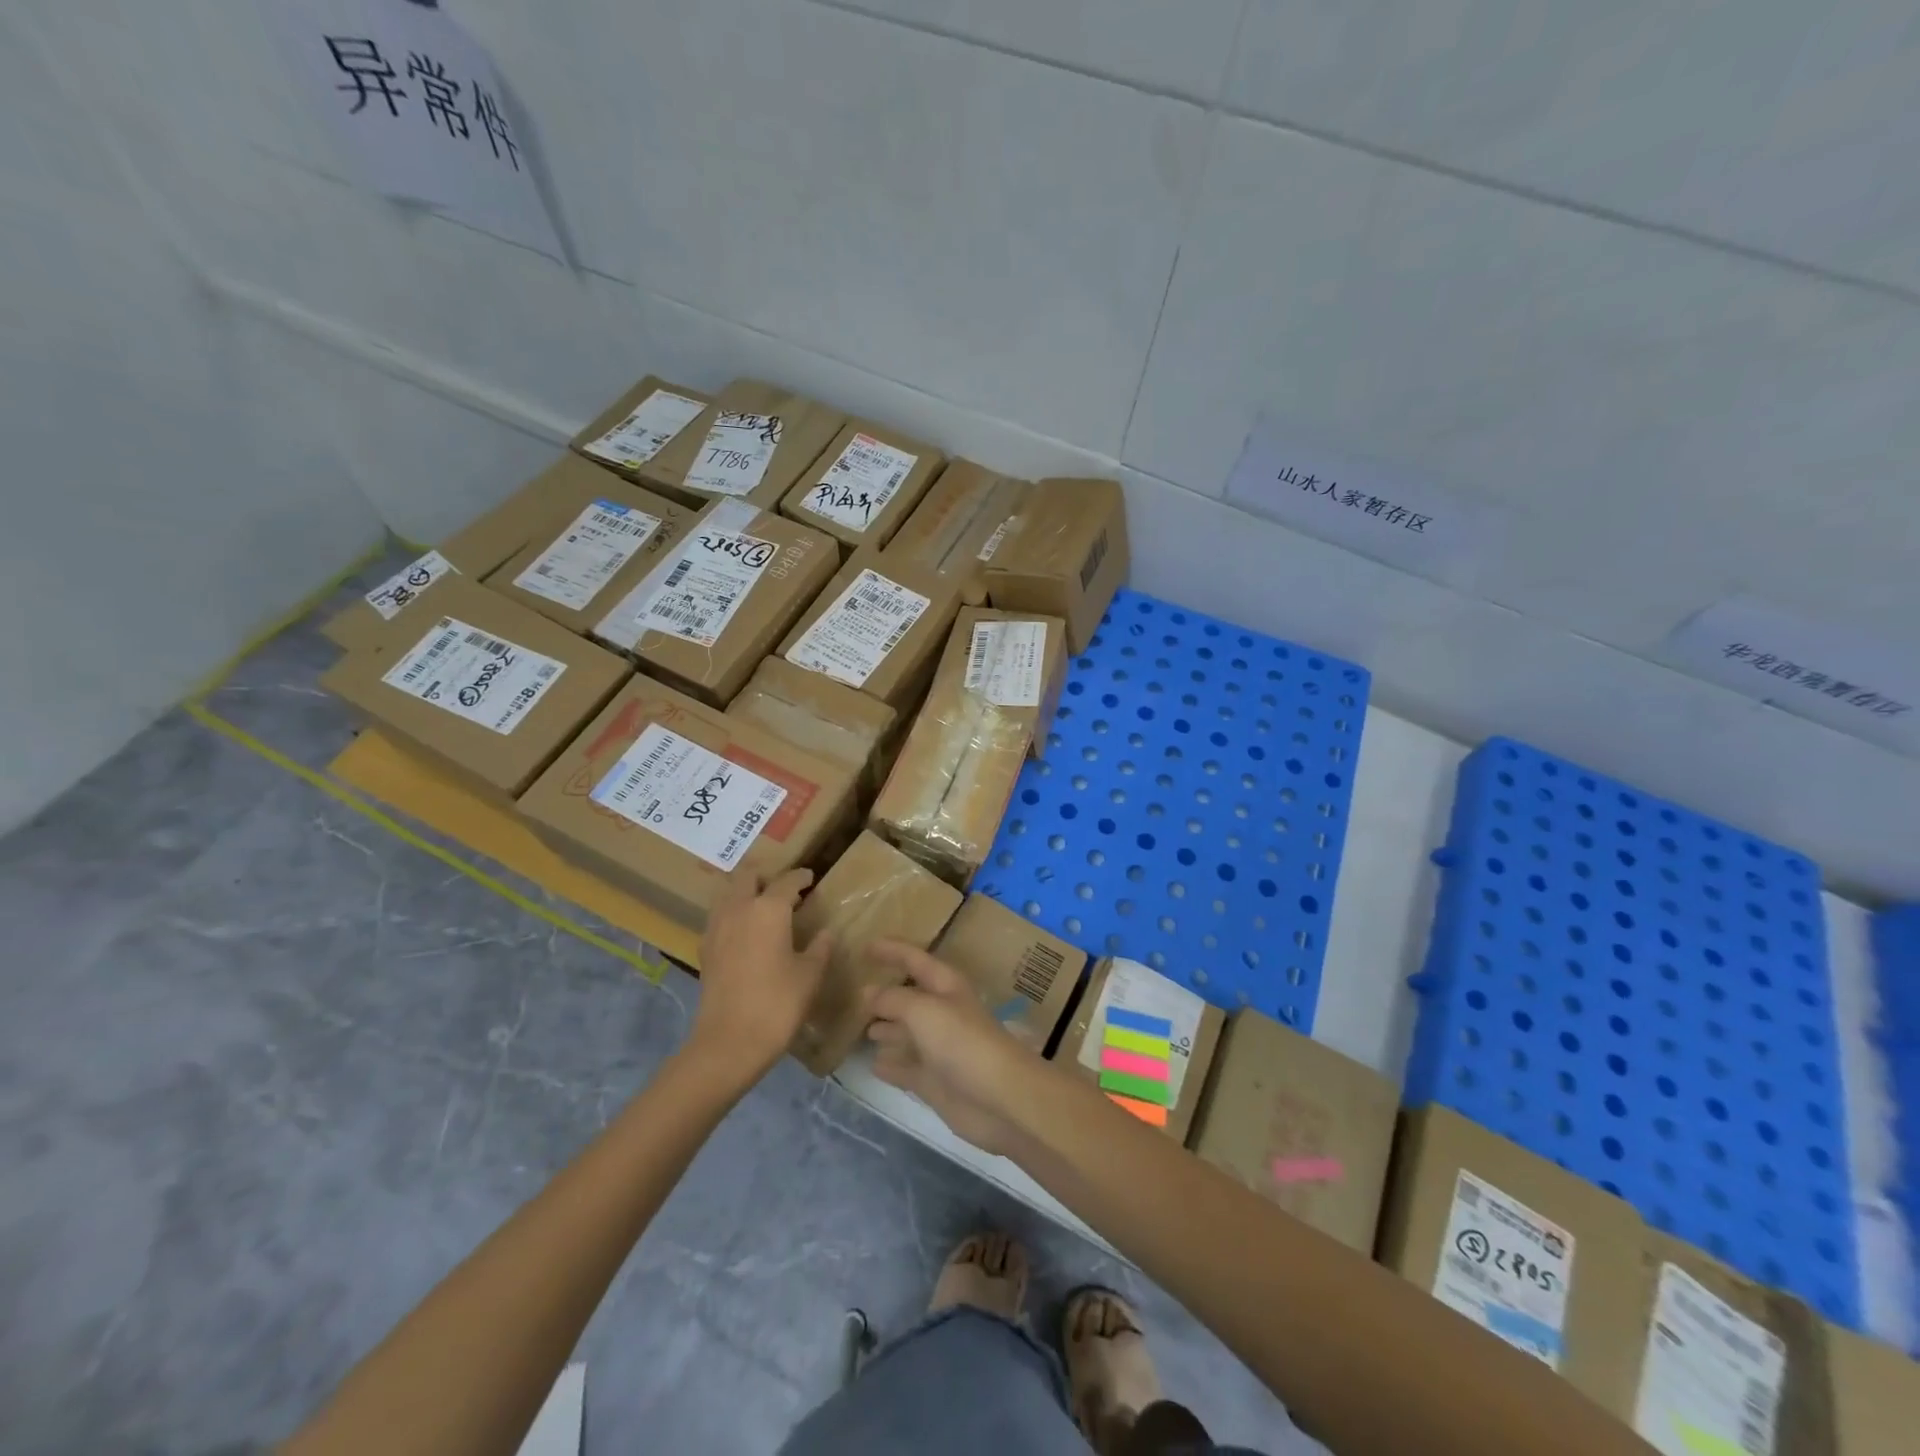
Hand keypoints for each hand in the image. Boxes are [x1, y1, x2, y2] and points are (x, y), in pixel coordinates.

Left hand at [692, 869, 831, 1079]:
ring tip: (763, 907)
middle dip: (766, 877)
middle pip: (748, 877)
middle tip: (783, 889)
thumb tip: (826, 933)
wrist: (729, 1042)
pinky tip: (746, 933)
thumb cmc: (778, 1003)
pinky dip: (733, 914)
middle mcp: (739, 909)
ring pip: (728, 894)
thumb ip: (819, 948)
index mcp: (769, 909)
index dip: (801, 877)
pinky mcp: (705, 949)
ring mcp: (717, 928)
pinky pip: (719, 917)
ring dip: (744, 892)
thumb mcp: (810, 975)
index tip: (810, 878)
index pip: (787, 881)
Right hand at [863, 942, 1029, 1155]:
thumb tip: (868, 992)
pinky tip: (873, 1064)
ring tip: (861, 1028)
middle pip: (909, 998)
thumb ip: (893, 999)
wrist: (999, 1098)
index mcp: (945, 986)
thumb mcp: (923, 1010)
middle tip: (853, 993)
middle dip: (885, 995)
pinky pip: (906, 1067)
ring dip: (886, 1029)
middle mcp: (941, 1013)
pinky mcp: (935, 1081)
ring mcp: (938, 1049)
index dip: (892, 950)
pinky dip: (890, 1065)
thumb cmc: (962, 1041)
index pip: (914, 960)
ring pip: (906, 1033)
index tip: (865, 945)